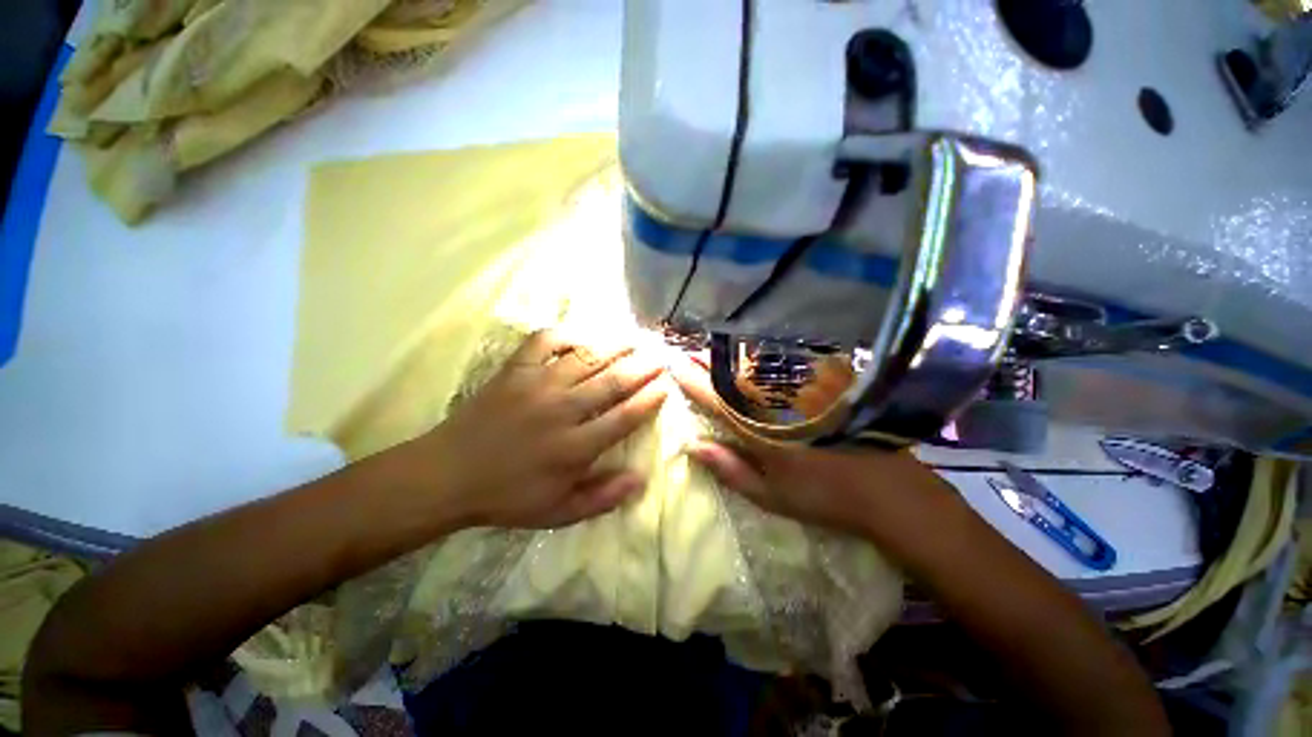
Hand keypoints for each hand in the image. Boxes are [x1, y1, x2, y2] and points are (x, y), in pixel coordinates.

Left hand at [405, 330, 667, 528]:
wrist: (448, 475)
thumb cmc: (507, 496)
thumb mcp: (558, 513)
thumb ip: (602, 498)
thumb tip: (640, 479)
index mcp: (574, 448)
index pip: (624, 417)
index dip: (649, 399)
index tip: (665, 385)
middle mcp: (562, 411)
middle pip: (612, 382)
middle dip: (642, 367)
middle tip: (660, 356)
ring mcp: (538, 386)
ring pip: (587, 358)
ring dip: (615, 347)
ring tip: (635, 340)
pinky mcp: (515, 370)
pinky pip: (544, 341)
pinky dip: (566, 333)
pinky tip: (582, 333)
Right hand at [671, 355, 940, 535]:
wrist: (887, 490)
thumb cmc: (823, 498)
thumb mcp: (771, 496)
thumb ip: (730, 469)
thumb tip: (692, 446)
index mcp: (761, 431)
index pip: (716, 399)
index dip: (692, 381)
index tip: (673, 366)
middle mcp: (777, 402)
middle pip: (734, 374)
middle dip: (708, 362)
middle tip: (688, 353)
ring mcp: (801, 391)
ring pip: (757, 366)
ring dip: (730, 358)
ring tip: (712, 353)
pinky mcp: (821, 386)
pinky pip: (784, 365)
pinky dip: (761, 360)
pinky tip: (752, 358)